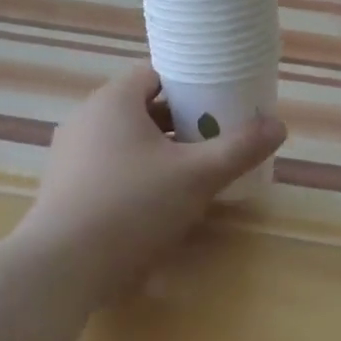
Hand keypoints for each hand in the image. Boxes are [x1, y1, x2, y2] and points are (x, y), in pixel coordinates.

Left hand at [17, 63, 286, 298]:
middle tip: (214, 139)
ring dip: (158, 150)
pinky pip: (108, 166)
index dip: (191, 84)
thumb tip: (278, 125)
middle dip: (180, 121)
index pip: (156, 73)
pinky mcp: (63, 187)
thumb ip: (239, 148)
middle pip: (142, 107)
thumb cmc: (132, 206)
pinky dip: (135, 173)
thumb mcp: (196, 176)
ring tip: (191, 172)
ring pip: (125, 139)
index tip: (219, 103)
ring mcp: (69, 154)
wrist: (61, 266)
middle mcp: (86, 118)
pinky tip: (155, 202)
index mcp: (114, 100)